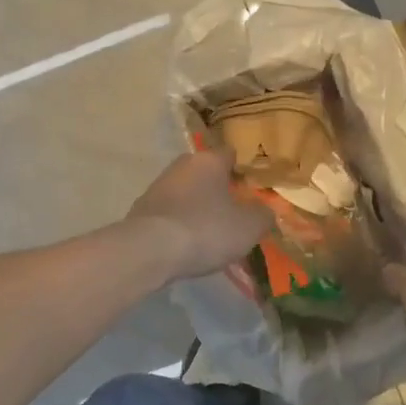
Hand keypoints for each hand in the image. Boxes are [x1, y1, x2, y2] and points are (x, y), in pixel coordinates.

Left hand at [126, 150, 271, 281]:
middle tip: (233, 212)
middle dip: (218, 189)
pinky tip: (186, 244)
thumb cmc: (206, 229)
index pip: (230, 154)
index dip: (242, 169)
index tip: (251, 188)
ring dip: (197, 207)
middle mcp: (181, 166)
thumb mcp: (248, 226)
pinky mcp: (141, 210)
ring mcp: (157, 186)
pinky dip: (179, 224)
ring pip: (186, 193)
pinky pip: (169, 213)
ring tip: (210, 234)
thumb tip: (264, 210)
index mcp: (208, 161)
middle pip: (205, 173)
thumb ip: (262, 215)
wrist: (150, 250)